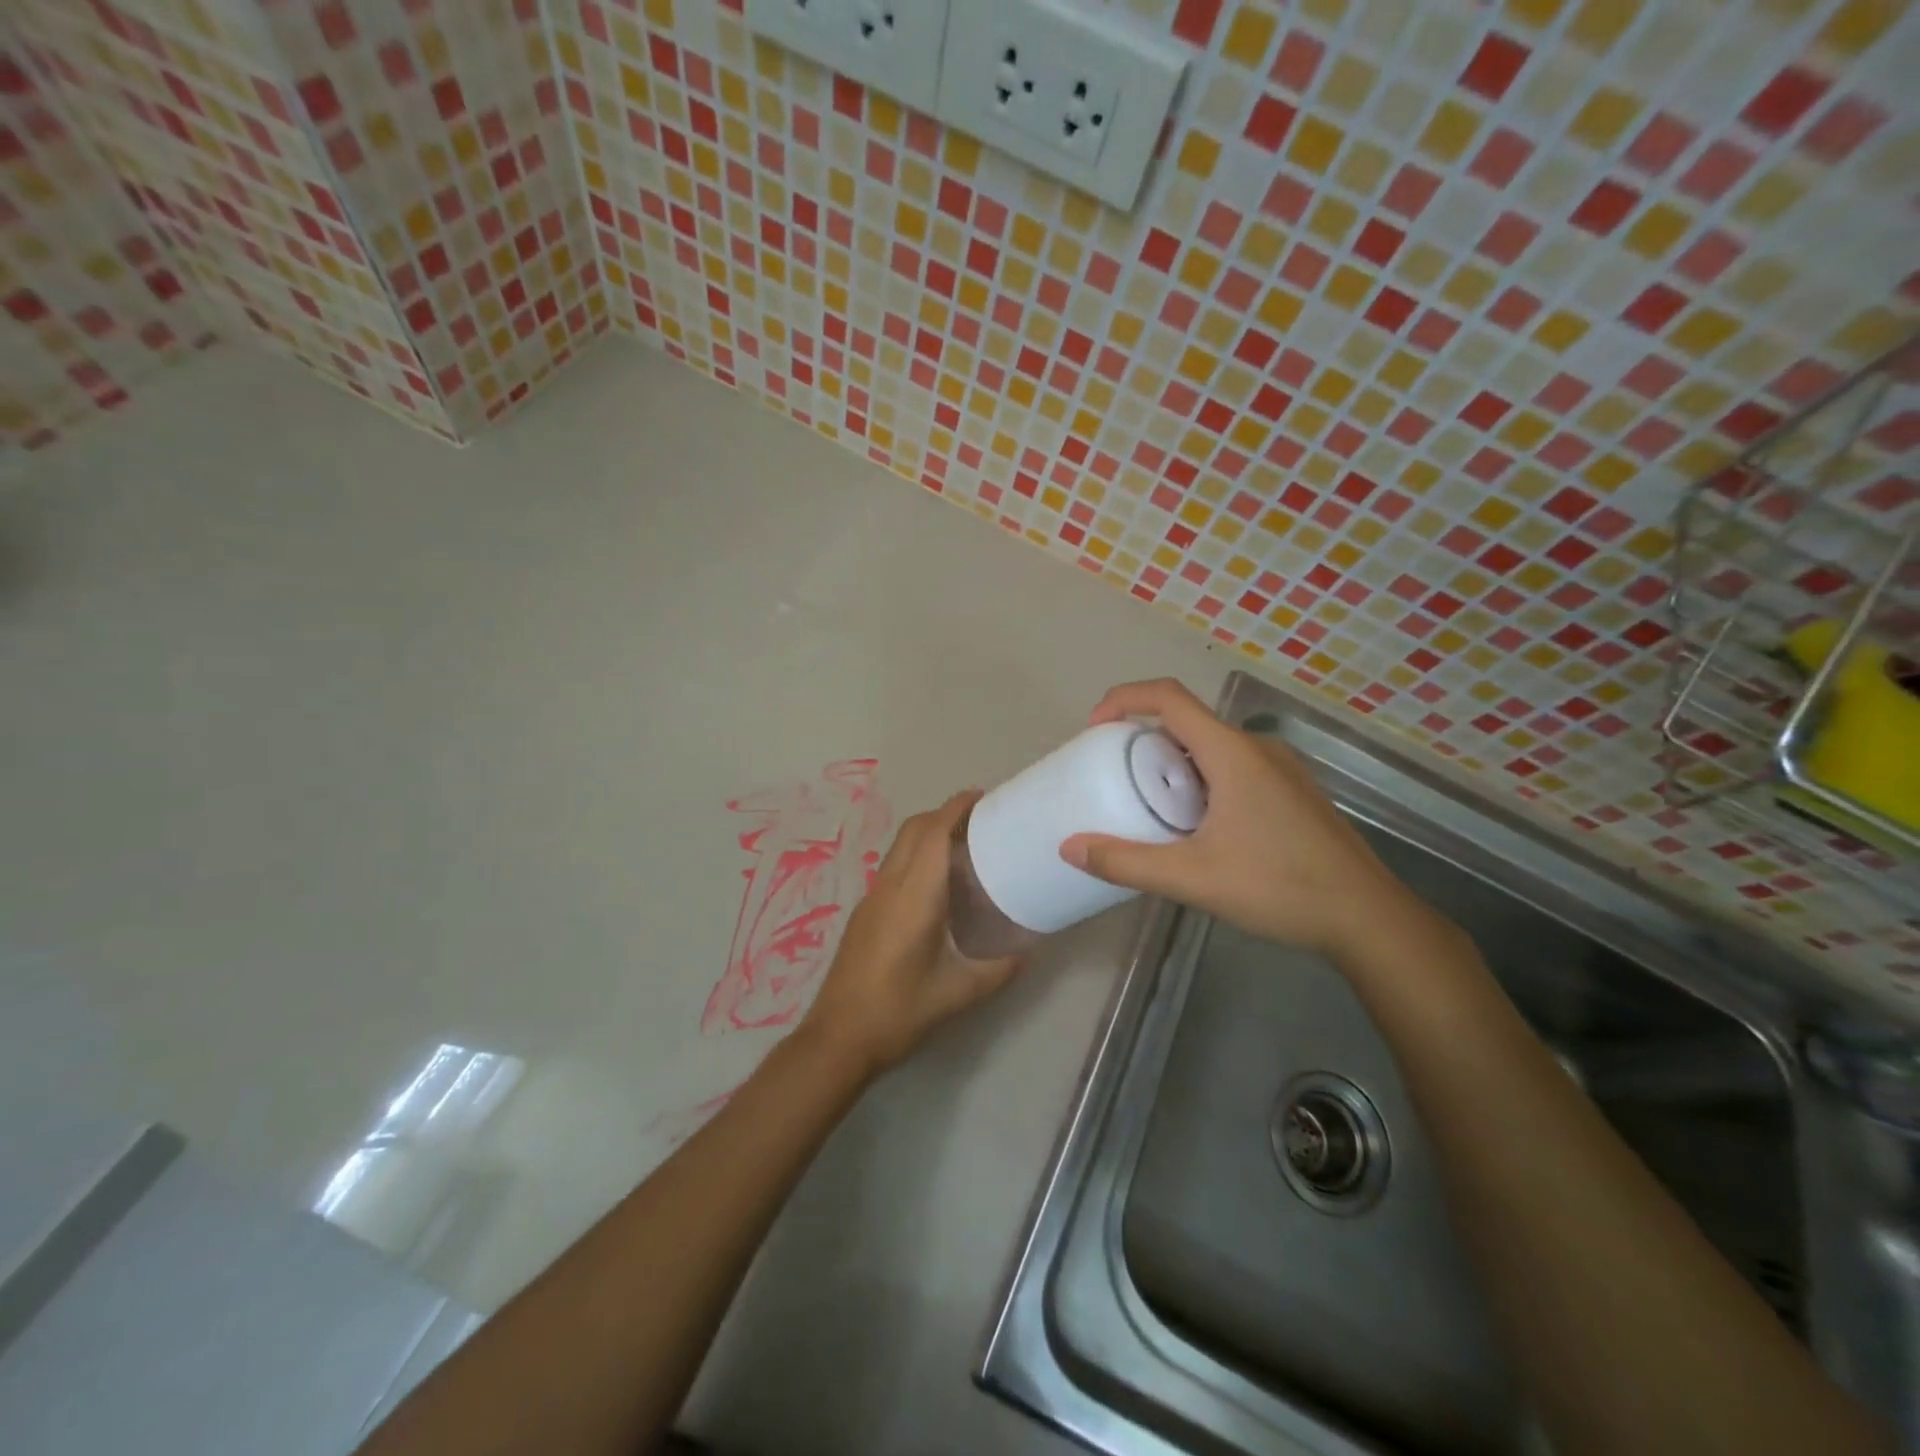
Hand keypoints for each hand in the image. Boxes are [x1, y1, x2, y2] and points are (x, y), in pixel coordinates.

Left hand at [801, 791, 1019, 1075]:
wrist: (838, 1038)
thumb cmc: (899, 1013)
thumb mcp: (958, 994)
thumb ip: (998, 969)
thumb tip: (1029, 951)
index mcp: (914, 897)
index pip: (933, 834)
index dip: (956, 808)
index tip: (982, 797)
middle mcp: (890, 887)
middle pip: (914, 830)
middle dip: (944, 814)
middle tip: (980, 821)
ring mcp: (872, 898)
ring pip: (900, 846)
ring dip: (928, 833)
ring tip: (964, 847)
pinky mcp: (865, 913)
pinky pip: (894, 867)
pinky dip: (917, 855)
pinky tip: (937, 885)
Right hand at [1059, 679, 1425, 957]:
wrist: (1367, 917)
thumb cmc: (1278, 887)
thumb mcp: (1191, 877)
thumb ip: (1126, 862)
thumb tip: (1069, 848)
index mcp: (1231, 753)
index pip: (1169, 698)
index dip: (1125, 699)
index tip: (1095, 728)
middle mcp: (1257, 748)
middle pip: (1188, 722)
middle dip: (1145, 739)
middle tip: (1115, 774)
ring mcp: (1281, 769)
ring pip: (1213, 747)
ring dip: (1175, 763)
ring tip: (1150, 803)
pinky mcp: (1293, 792)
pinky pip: (1235, 767)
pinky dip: (1202, 779)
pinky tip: (1198, 826)